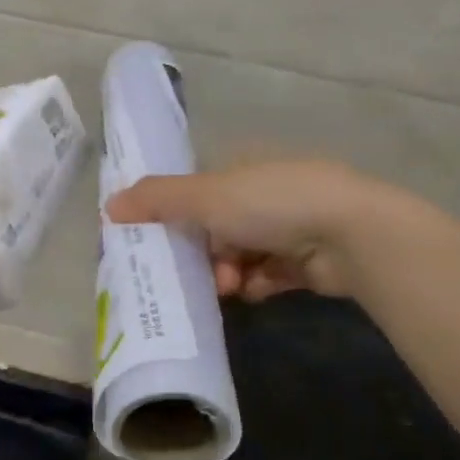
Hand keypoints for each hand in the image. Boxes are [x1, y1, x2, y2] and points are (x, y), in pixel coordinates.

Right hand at [105, 160, 375, 301]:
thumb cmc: (271, 203)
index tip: (159, 242)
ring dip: (228, 273)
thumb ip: (155, 200)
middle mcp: (265, 193)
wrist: (351, 234)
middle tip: (197, 273)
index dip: (176, 216)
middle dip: (204, 253)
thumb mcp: (204, 197)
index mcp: (242, 168)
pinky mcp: (308, 261)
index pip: (197, 191)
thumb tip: (107, 205)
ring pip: (240, 255)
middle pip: (216, 228)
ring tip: (231, 286)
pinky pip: (267, 275)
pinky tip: (254, 291)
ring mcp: (290, 226)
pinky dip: (256, 284)